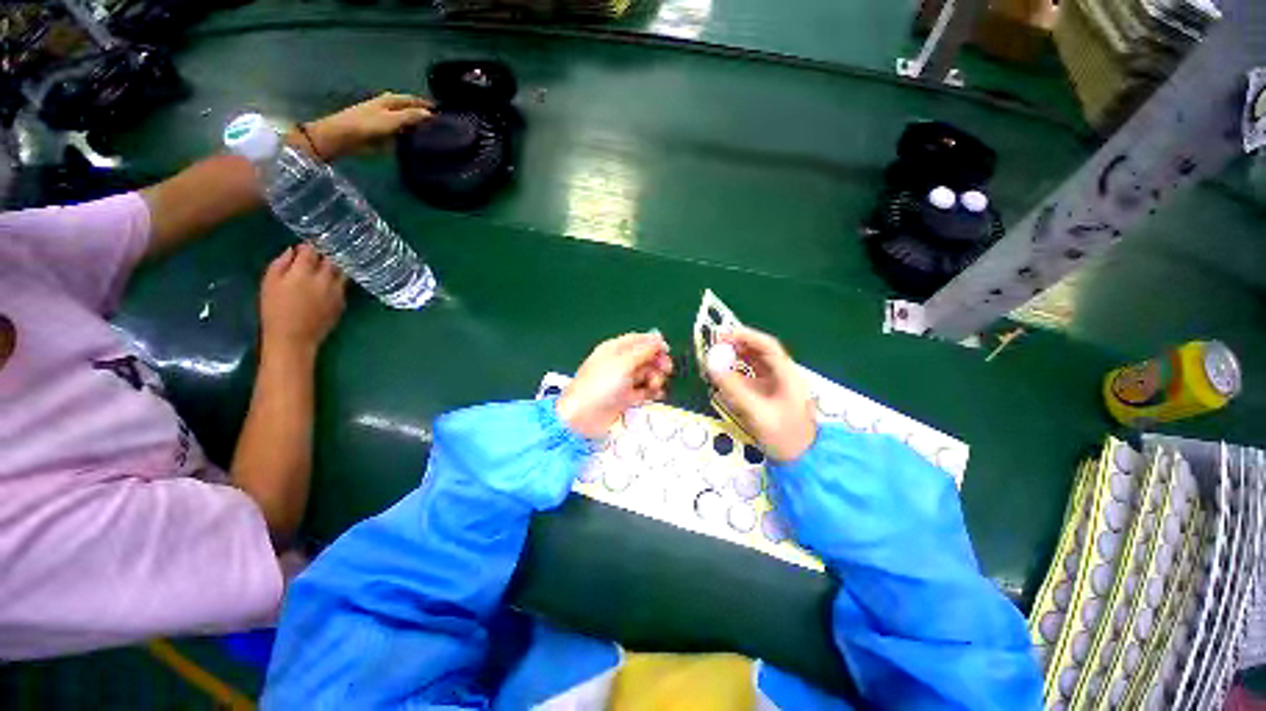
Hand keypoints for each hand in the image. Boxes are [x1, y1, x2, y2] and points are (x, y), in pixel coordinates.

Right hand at [260, 244, 346, 357]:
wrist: (294, 337)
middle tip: (317, 258)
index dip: (307, 247)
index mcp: (303, 273)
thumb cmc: (274, 310)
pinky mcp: (343, 302)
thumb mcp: (269, 283)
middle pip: (331, 260)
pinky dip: (337, 282)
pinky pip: (342, 286)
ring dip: (334, 268)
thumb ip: (281, 263)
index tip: (303, 249)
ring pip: (341, 272)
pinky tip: (328, 285)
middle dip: (325, 256)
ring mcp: (337, 291)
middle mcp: (324, 280)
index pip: (311, 250)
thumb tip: (292, 251)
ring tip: (325, 269)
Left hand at [303, 93, 432, 159]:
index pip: (412, 99)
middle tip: (441, 125)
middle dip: (423, 114)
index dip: (425, 104)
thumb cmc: (366, 125)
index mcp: (391, 100)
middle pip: (410, 109)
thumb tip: (431, 114)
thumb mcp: (391, 119)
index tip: (442, 112)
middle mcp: (390, 108)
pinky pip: (403, 133)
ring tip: (435, 135)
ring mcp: (387, 121)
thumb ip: (411, 116)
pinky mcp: (385, 134)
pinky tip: (420, 143)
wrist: (344, 137)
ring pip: (407, 122)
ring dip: (418, 127)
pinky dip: (412, 136)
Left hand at [557, 332, 673, 438]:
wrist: (583, 417)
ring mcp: (622, 381)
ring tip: (654, 385)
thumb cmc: (601, 384)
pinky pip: (644, 391)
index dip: (653, 343)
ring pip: (646, 374)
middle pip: (645, 357)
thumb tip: (658, 339)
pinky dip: (651, 391)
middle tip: (666, 369)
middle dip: (657, 362)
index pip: (637, 340)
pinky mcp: (626, 398)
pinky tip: (656, 394)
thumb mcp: (624, 363)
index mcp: (614, 349)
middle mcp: (619, 363)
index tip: (666, 350)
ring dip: (655, 378)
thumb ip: (643, 350)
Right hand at [707, 327, 816, 461]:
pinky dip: (737, 373)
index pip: (767, 346)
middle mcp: (783, 375)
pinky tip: (725, 376)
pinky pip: (752, 377)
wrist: (802, 461)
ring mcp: (777, 386)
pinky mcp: (770, 396)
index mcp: (787, 375)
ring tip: (717, 358)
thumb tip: (712, 366)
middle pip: (760, 352)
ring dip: (736, 358)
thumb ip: (733, 389)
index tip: (723, 336)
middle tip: (715, 346)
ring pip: (755, 364)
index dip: (745, 336)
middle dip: (737, 346)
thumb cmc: (784, 436)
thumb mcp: (757, 412)